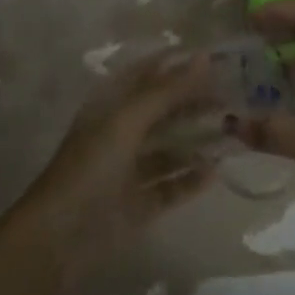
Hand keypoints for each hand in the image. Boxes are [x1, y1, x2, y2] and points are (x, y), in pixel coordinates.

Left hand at [18, 52, 222, 266]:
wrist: (62, 236)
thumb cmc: (91, 165)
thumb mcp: (128, 120)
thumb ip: (167, 90)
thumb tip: (204, 57)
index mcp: (111, 106)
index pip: (148, 74)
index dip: (177, 64)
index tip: (215, 58)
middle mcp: (120, 133)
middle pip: (163, 111)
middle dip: (194, 102)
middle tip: (233, 97)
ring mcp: (129, 170)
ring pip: (170, 149)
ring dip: (198, 141)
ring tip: (232, 133)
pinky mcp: (139, 204)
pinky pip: (171, 186)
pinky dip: (191, 179)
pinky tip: (216, 172)